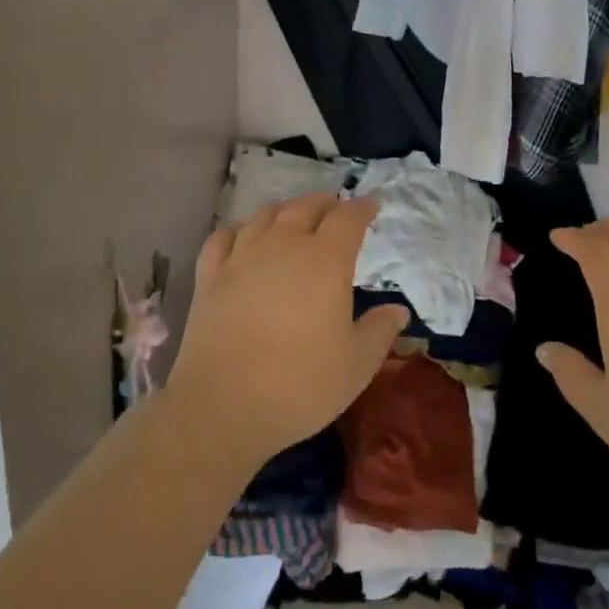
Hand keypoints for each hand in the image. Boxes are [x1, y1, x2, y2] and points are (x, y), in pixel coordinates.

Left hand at [167, 194, 410, 466]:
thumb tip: (398, 310)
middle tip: (336, 211)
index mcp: (326, 259)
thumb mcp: (356, 364)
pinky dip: (239, 230)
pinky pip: (224, 237)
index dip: (362, 208)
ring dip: (285, 210)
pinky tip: (242, 238)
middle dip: (325, 204)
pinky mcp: (210, 275)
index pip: (348, 218)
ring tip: (293, 219)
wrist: (224, 403)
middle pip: (306, 207)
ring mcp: (242, 256)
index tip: (372, 206)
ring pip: (265, 215)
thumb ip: (380, 331)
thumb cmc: (301, 384)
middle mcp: (284, 244)